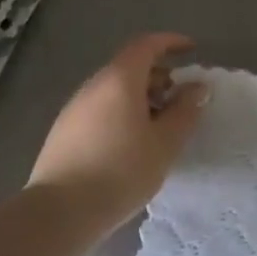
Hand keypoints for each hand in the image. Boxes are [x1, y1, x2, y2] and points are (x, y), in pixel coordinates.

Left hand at [28, 33, 208, 226]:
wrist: (59, 213)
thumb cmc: (121, 171)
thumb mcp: (165, 143)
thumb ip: (185, 111)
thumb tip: (197, 87)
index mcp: (119, 80)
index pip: (146, 45)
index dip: (171, 42)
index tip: (192, 51)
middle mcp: (93, 86)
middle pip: (129, 67)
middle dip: (159, 75)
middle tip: (180, 99)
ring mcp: (74, 108)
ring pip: (114, 89)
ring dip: (140, 97)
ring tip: (159, 126)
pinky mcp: (63, 132)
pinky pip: (100, 108)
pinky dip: (122, 112)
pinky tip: (131, 144)